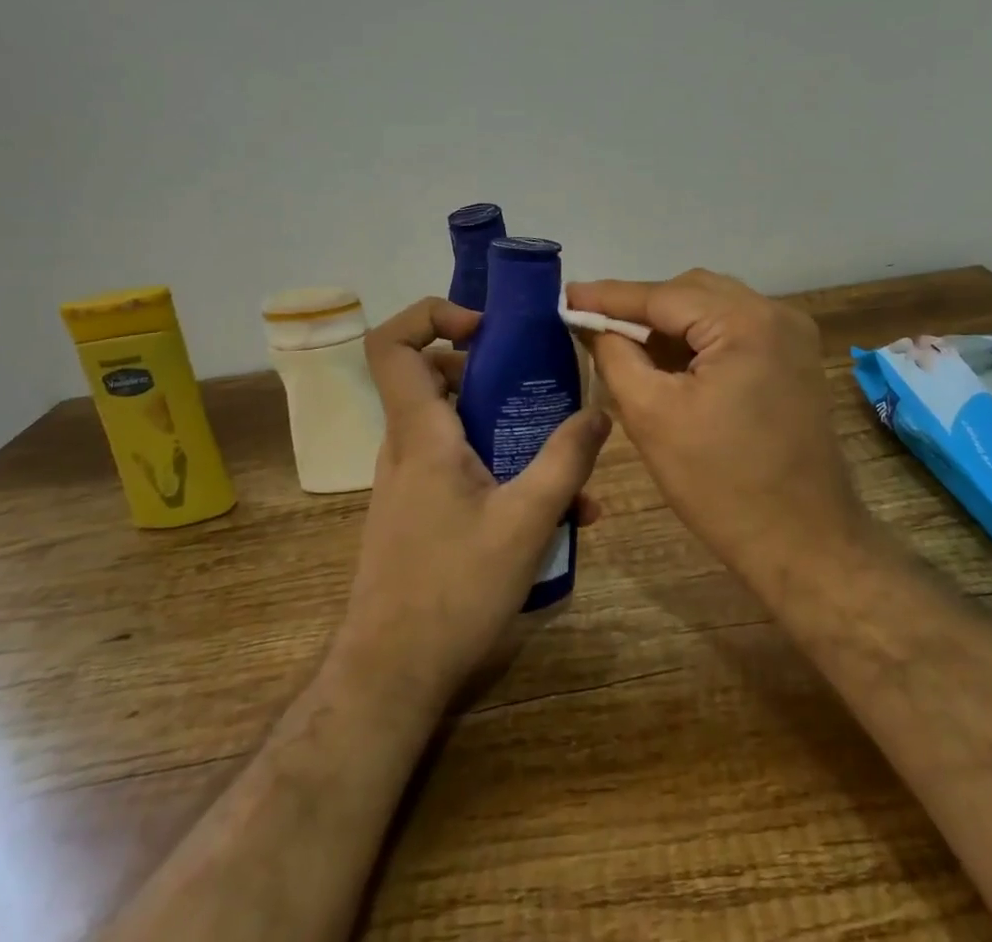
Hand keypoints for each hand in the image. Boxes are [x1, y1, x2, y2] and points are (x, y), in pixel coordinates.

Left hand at [332, 297, 608, 712]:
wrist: (391, 675)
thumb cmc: (454, 589)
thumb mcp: (527, 520)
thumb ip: (567, 460)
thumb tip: (601, 410)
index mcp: (421, 433)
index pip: (393, 345)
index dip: (432, 316)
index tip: (485, 328)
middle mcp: (407, 446)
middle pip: (436, 377)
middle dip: (493, 371)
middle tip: (541, 385)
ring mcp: (411, 480)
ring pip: (457, 424)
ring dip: (509, 427)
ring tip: (567, 459)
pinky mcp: (420, 509)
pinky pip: (461, 464)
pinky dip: (502, 467)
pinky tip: (557, 512)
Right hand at [567, 270, 869, 592]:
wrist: (804, 543)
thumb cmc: (721, 485)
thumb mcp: (652, 416)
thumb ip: (616, 357)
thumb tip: (592, 324)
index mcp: (746, 323)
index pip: (663, 295)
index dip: (610, 296)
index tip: (567, 295)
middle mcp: (776, 314)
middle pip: (692, 292)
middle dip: (641, 307)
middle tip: (594, 324)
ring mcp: (792, 336)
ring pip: (714, 308)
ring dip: (670, 323)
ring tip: (625, 343)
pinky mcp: (794, 359)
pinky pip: (735, 331)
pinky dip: (699, 340)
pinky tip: (669, 361)